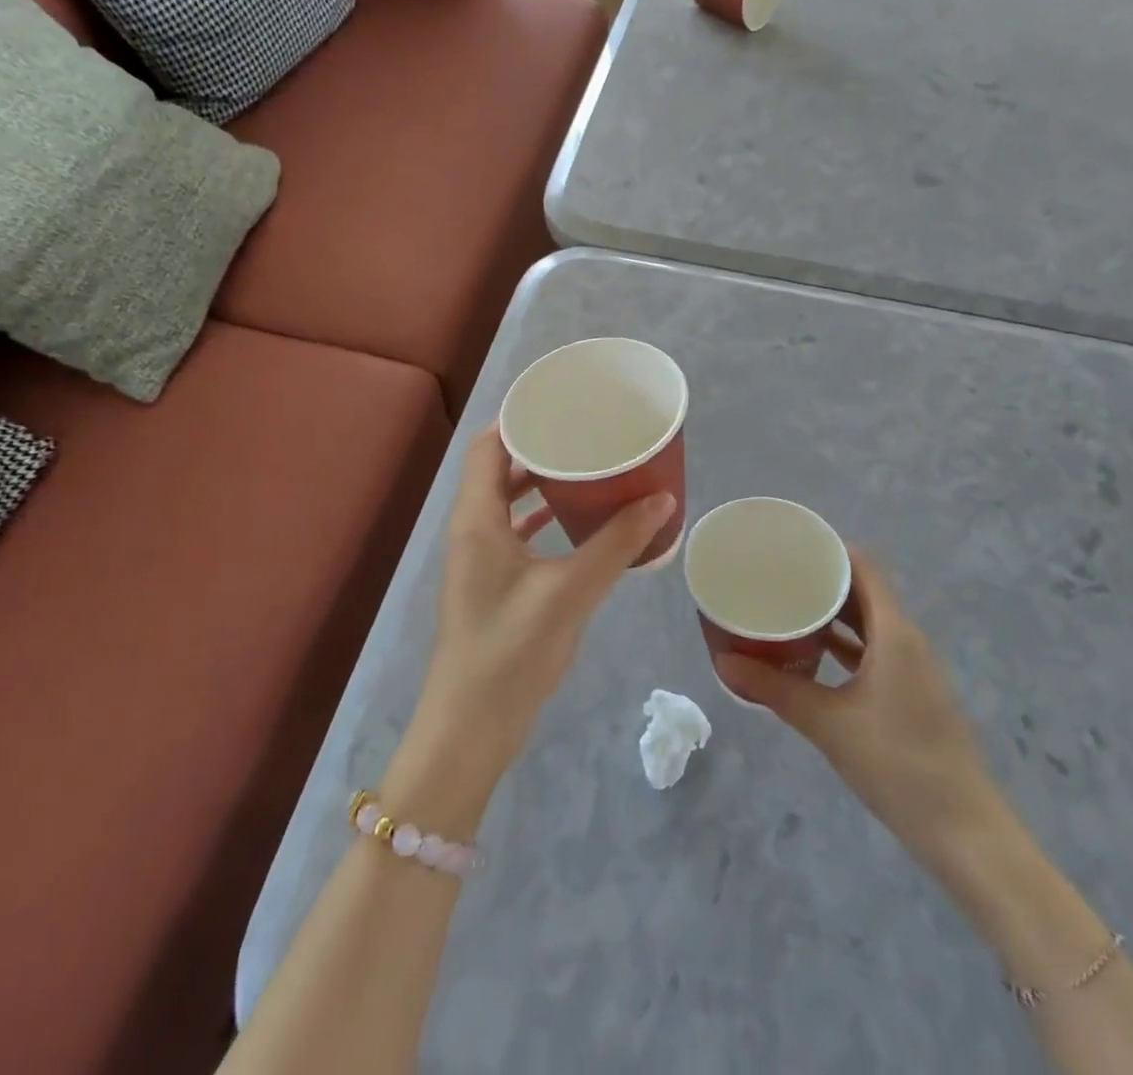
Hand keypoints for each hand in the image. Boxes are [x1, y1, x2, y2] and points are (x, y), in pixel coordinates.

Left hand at [384, 428, 673, 833]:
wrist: (469, 729)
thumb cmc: (511, 651)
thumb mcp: (571, 591)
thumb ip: (617, 544)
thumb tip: (663, 500)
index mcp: (477, 519)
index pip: (489, 445)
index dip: (520, 418)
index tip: (562, 404)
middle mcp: (471, 530)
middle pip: (499, 469)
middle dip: (539, 449)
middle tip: (586, 433)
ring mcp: (478, 559)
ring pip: (507, 502)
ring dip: (541, 484)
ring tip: (588, 469)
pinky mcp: (491, 585)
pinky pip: (515, 533)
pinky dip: (542, 518)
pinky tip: (577, 522)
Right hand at [713, 550, 1007, 883]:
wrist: (964, 832)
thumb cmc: (897, 765)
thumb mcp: (828, 723)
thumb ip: (775, 689)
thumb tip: (723, 663)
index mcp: (895, 633)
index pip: (864, 567)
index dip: (830, 549)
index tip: (789, 545)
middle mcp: (907, 640)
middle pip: (865, 591)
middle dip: (823, 579)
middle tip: (777, 574)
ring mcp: (913, 669)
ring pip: (870, 623)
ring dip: (833, 613)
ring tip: (787, 606)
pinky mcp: (912, 694)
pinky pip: (875, 650)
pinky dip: (845, 644)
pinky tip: (813, 653)